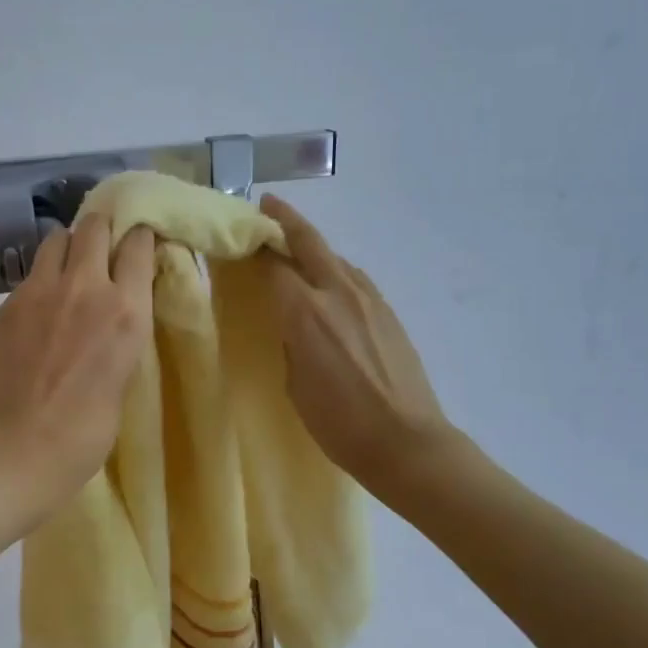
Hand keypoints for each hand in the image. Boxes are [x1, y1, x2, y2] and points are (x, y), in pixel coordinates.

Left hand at [0, 212, 155, 525]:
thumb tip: (117, 310)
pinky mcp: (8, 303)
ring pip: (58, 237)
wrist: (17, 451)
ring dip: (70, 245)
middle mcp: (85, 287)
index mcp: (126, 310)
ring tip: (72, 269)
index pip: (139, 243)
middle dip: (105, 228)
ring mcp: (40, 291)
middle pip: (95, 224)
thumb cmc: (85, 433)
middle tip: (106, 247)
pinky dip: (44, 277)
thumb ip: (122, 331)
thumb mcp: (124, 376)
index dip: (141, 238)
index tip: (142, 244)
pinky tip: (44, 306)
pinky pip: (32, 271)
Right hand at [260, 195, 453, 493]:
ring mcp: (369, 300)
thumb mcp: (295, 385)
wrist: (407, 442)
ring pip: (336, 258)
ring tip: (297, 247)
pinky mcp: (389, 312)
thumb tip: (293, 324)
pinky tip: (331, 283)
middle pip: (309, 242)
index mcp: (305, 313)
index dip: (256, 247)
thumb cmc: (339, 423)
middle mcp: (337, 294)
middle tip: (268, 205)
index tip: (240, 236)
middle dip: (286, 220)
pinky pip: (355, 278)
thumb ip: (292, 343)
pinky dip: (336, 270)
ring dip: (314, 246)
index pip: (274, 265)